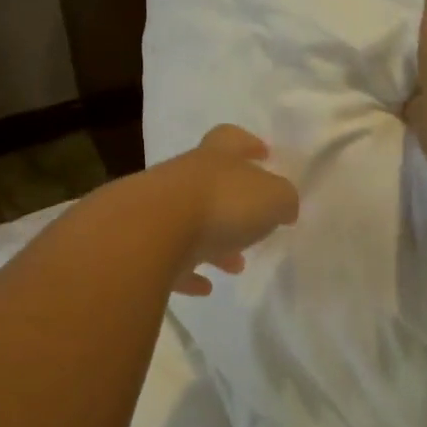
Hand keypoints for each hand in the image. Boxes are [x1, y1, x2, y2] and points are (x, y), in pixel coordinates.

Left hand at [142, 125, 299, 295]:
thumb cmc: (221, 204)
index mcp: (215, 158)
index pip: (231, 139)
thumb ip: (283, 199)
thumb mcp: (272, 197)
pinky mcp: (142, 245)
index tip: (263, 154)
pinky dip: (187, 271)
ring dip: (214, 241)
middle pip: (210, 184)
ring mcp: (158, 209)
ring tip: (236, 266)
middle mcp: (184, 177)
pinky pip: (169, 258)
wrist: (151, 231)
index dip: (248, 144)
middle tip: (256, 226)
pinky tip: (204, 287)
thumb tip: (284, 206)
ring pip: (191, 222)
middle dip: (234, 204)